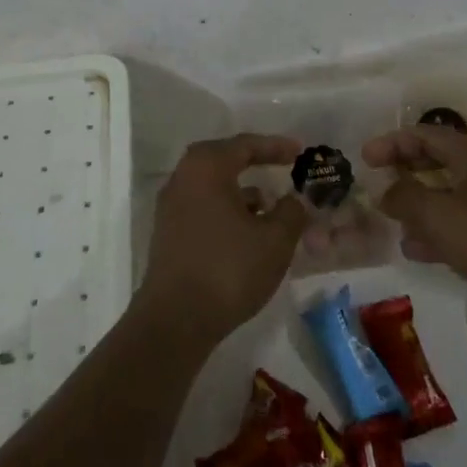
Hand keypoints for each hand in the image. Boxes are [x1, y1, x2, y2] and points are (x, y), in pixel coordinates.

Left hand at [136, 134, 307, 347]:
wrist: (175, 321)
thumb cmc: (228, 269)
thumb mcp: (274, 240)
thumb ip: (291, 213)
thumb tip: (293, 201)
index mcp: (207, 167)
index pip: (245, 145)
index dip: (275, 147)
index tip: (299, 152)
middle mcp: (183, 177)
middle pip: (225, 160)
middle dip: (255, 164)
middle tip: (282, 168)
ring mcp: (171, 206)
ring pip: (213, 186)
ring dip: (242, 192)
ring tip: (271, 207)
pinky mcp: (167, 233)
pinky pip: (203, 207)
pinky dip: (227, 211)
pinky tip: (247, 233)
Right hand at [364, 126, 466, 306]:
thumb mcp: (438, 215)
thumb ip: (404, 198)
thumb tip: (385, 191)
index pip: (423, 135)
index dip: (391, 143)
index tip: (363, 158)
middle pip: (434, 161)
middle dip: (403, 172)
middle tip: (374, 184)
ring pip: (444, 195)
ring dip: (416, 205)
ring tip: (389, 220)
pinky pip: (457, 224)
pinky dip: (434, 231)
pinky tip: (414, 250)